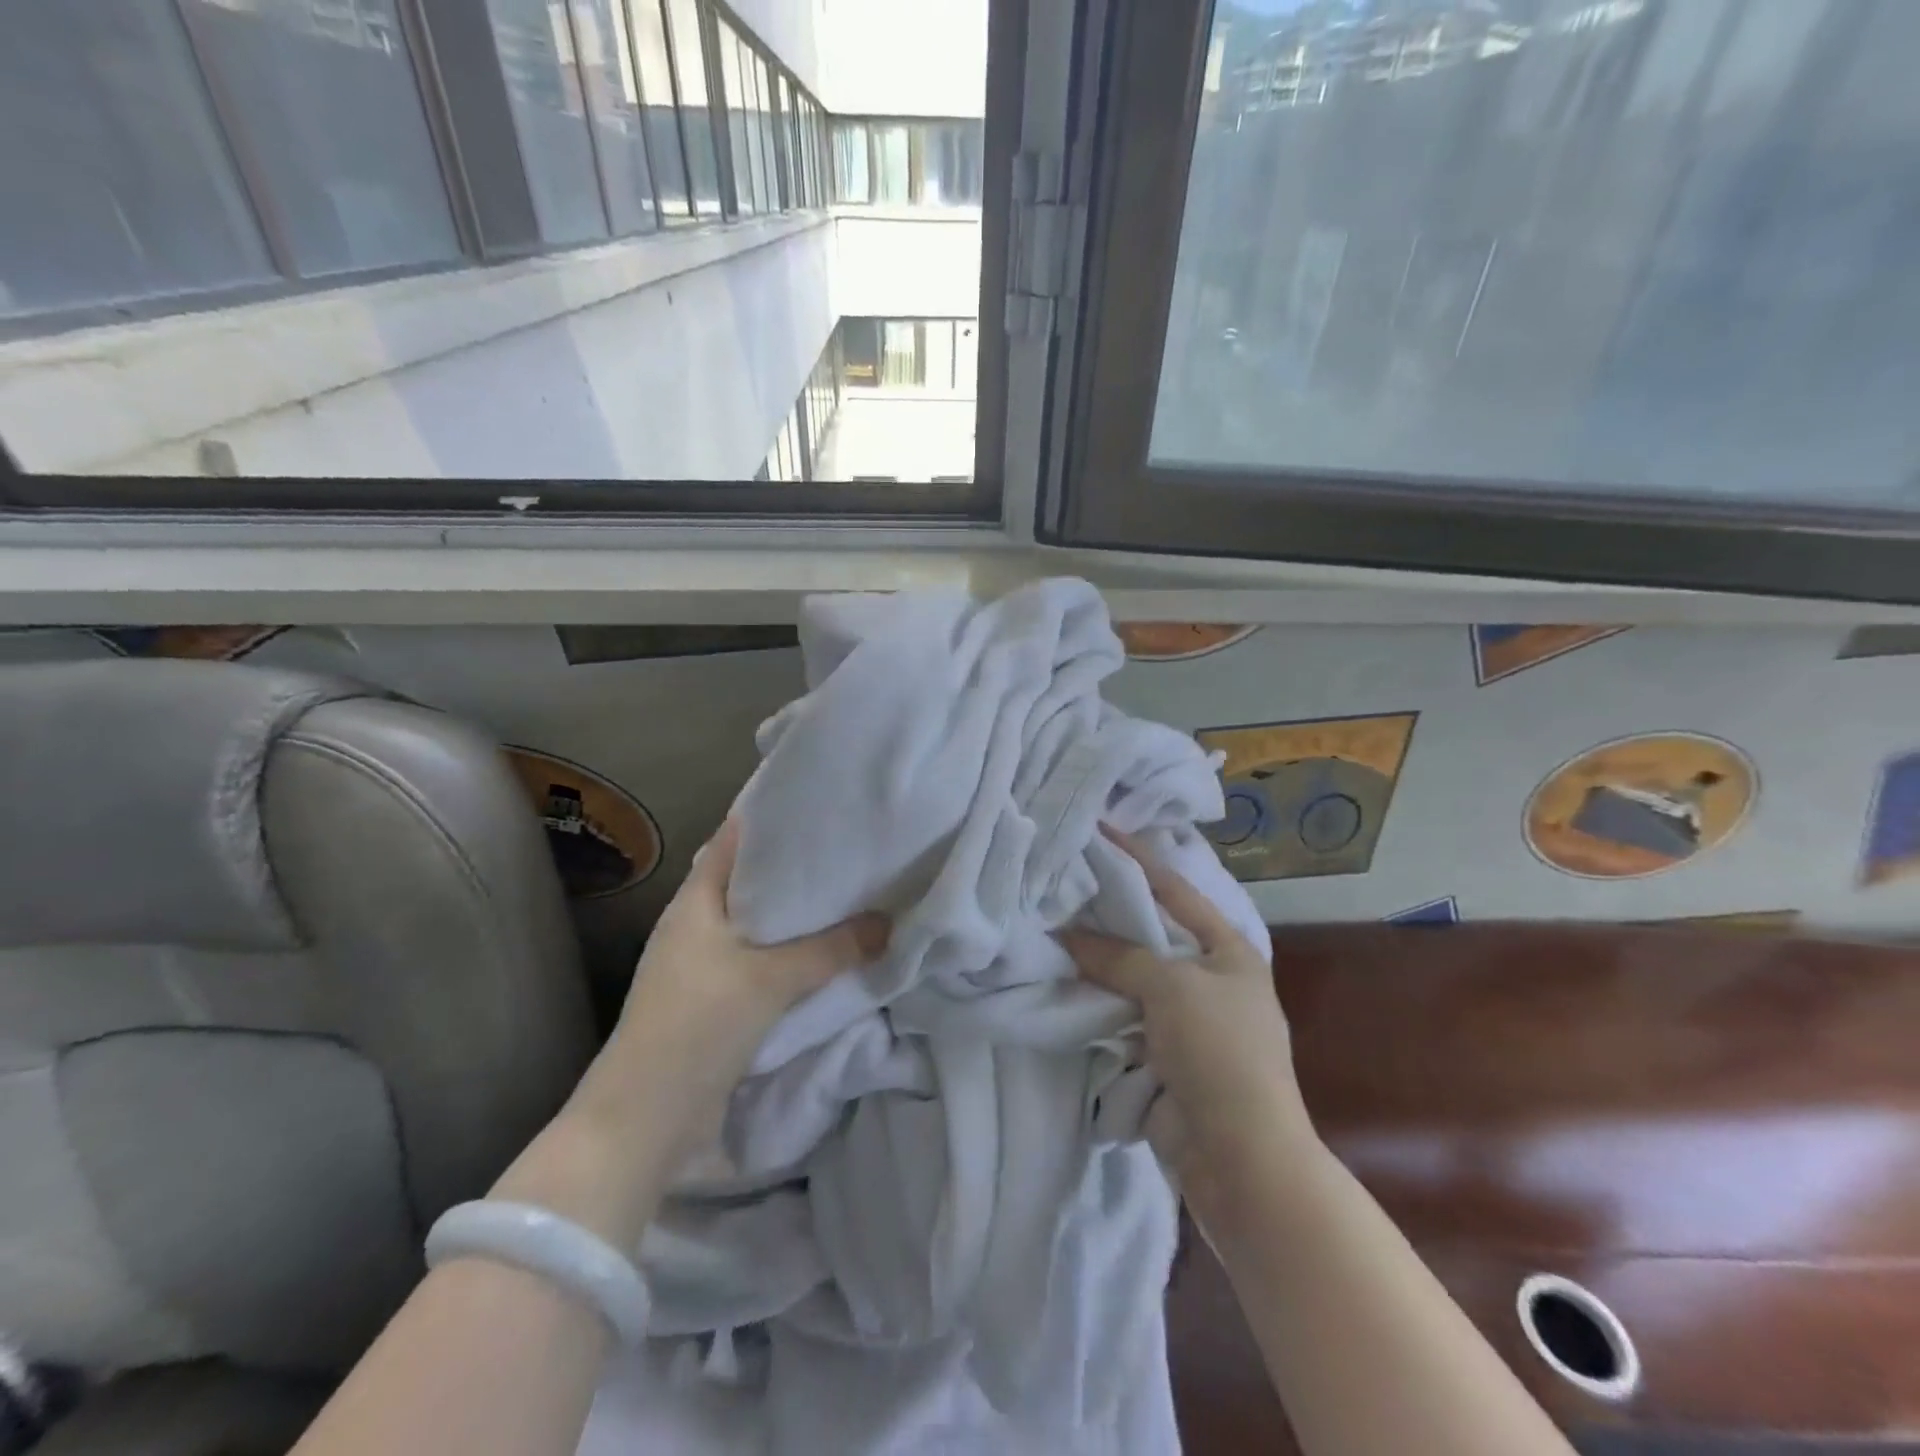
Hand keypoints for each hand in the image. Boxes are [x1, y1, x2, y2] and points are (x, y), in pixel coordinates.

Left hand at [572, 817, 888, 1168]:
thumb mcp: (769, 981)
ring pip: (759, 924)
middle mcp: (695, 925)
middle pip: (751, 882)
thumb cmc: (697, 1027)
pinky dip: (792, 952)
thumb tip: (889, 923)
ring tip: (849, 894)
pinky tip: (828, 950)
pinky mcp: (715, 1000)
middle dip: (797, 869)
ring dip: (797, 916)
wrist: (644, 1119)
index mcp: (694, 902)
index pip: (734, 840)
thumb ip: (832, 949)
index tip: (821, 807)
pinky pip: (761, 961)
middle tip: (850, 850)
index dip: (773, 820)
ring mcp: (703, 965)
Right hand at [1059, 828, 1314, 1217]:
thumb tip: (1067, 934)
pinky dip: (1097, 1003)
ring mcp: (1186, 1019)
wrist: (1242, 1159)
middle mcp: (1209, 977)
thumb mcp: (1171, 988)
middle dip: (1106, 914)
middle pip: (1148, 933)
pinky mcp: (1164, 1054)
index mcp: (1227, 949)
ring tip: (1048, 930)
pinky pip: (1124, 1016)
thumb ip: (1118, 955)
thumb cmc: (1219, 1053)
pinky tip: (1060, 984)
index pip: (1174, 888)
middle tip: (1058, 885)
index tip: (1097, 830)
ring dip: (1095, 963)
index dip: (1135, 858)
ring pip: (1130, 977)